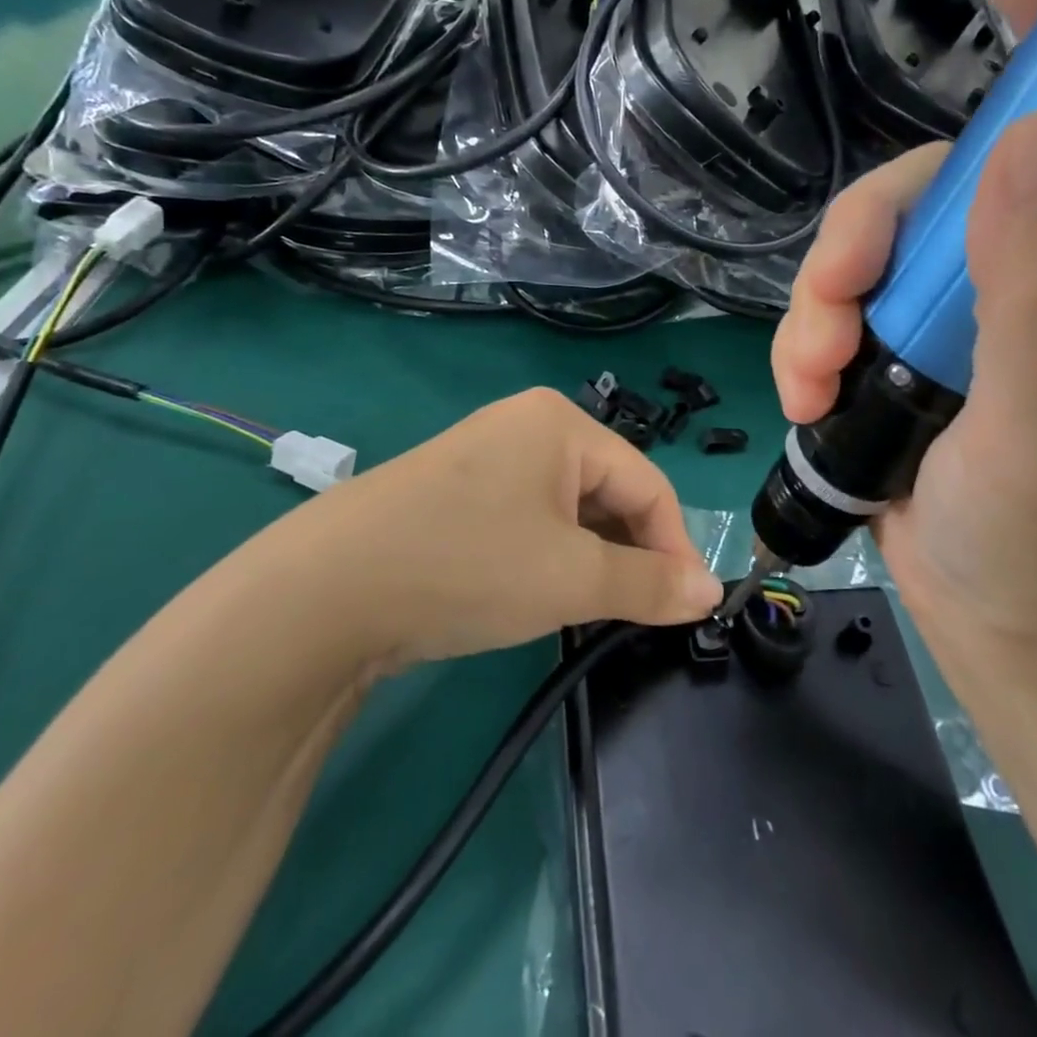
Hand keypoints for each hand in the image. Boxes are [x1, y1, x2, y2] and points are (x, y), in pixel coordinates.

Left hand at [254, 389, 721, 670]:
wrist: (325, 590)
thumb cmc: (469, 564)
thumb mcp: (572, 578)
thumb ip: (649, 584)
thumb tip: (711, 591)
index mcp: (560, 423)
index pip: (646, 481)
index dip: (675, 545)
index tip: (689, 606)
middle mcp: (525, 426)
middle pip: (607, 490)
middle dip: (630, 552)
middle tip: (640, 613)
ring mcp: (484, 458)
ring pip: (566, 508)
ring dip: (590, 557)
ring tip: (593, 609)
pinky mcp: (454, 494)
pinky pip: (526, 519)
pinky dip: (548, 555)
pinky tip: (540, 594)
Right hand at [771, 0, 1036, 686]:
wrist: (1001, 634)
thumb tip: (1036, 129)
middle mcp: (1031, 272)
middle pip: (929, 190)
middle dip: (859, 239)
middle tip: (830, 306)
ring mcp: (957, 313)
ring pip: (866, 251)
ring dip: (817, 306)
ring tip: (810, 379)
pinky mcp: (900, 351)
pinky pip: (837, 307)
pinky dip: (807, 344)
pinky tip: (805, 395)